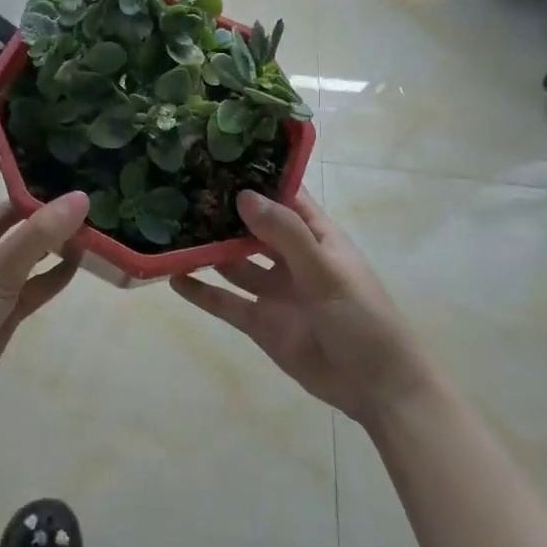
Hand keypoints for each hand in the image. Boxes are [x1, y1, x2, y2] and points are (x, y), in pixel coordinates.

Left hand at [0, 148, 88, 417]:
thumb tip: (81, 197)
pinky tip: (84, 260)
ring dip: (57, 235)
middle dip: (44, 193)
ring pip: (30, 246)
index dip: (7, 149)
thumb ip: (38, 234)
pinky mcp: (7, 305)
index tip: (41, 125)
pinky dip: (58, 273)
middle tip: (86, 171)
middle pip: (14, 209)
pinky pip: (38, 282)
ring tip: (96, 213)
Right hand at [170, 190, 431, 425]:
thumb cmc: (362, 318)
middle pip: (252, 228)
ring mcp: (274, 290)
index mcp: (317, 237)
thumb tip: (243, 195)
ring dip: (208, 250)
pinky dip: (202, 292)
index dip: (257, 179)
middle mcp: (292, 258)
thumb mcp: (325, 271)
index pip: (285, 197)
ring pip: (235, 263)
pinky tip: (173, 278)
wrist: (376, 387)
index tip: (219, 159)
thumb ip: (284, 234)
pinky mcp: (260, 322)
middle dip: (223, 213)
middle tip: (181, 192)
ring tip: (170, 231)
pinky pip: (226, 302)